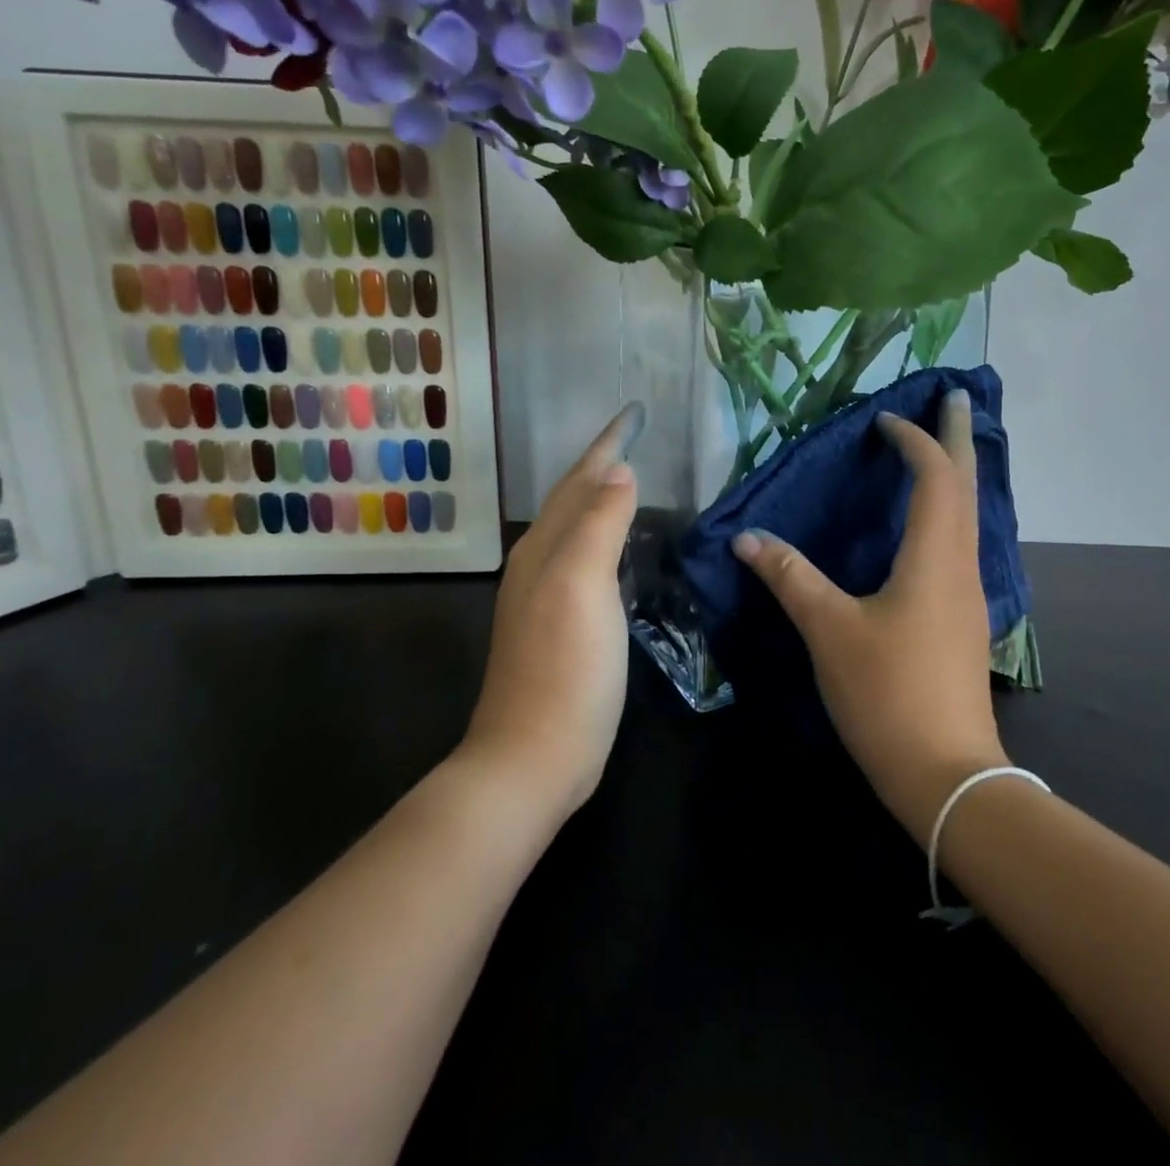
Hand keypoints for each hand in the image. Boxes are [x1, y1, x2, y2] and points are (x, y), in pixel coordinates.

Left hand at [463, 403, 641, 818]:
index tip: (635, 412)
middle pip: (572, 499)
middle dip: (601, 464)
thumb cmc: (566, 668)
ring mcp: (547, 597)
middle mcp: (539, 564)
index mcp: (544, 548)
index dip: (607, 444)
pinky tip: (621, 546)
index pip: (579, 480)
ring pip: (576, 529)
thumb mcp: (584, 586)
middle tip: (635, 437)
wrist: (534, 757)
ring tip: (630, 478)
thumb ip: (599, 524)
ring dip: (600, 498)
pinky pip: (586, 561)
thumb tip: (619, 471)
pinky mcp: (562, 626)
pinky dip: (604, 537)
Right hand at [732, 390, 1007, 840]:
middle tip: (952, 397)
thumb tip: (747, 537)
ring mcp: (970, 595)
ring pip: (969, 515)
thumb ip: (790, 577)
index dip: (914, 440)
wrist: (946, 774)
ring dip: (957, 475)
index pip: (935, 476)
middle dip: (959, 437)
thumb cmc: (887, 693)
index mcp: (934, 556)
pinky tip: (931, 526)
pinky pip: (961, 544)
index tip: (885, 421)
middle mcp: (962, 565)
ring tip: (941, 451)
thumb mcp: (829, 630)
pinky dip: (950, 512)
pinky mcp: (965, 620)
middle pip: (967, 485)